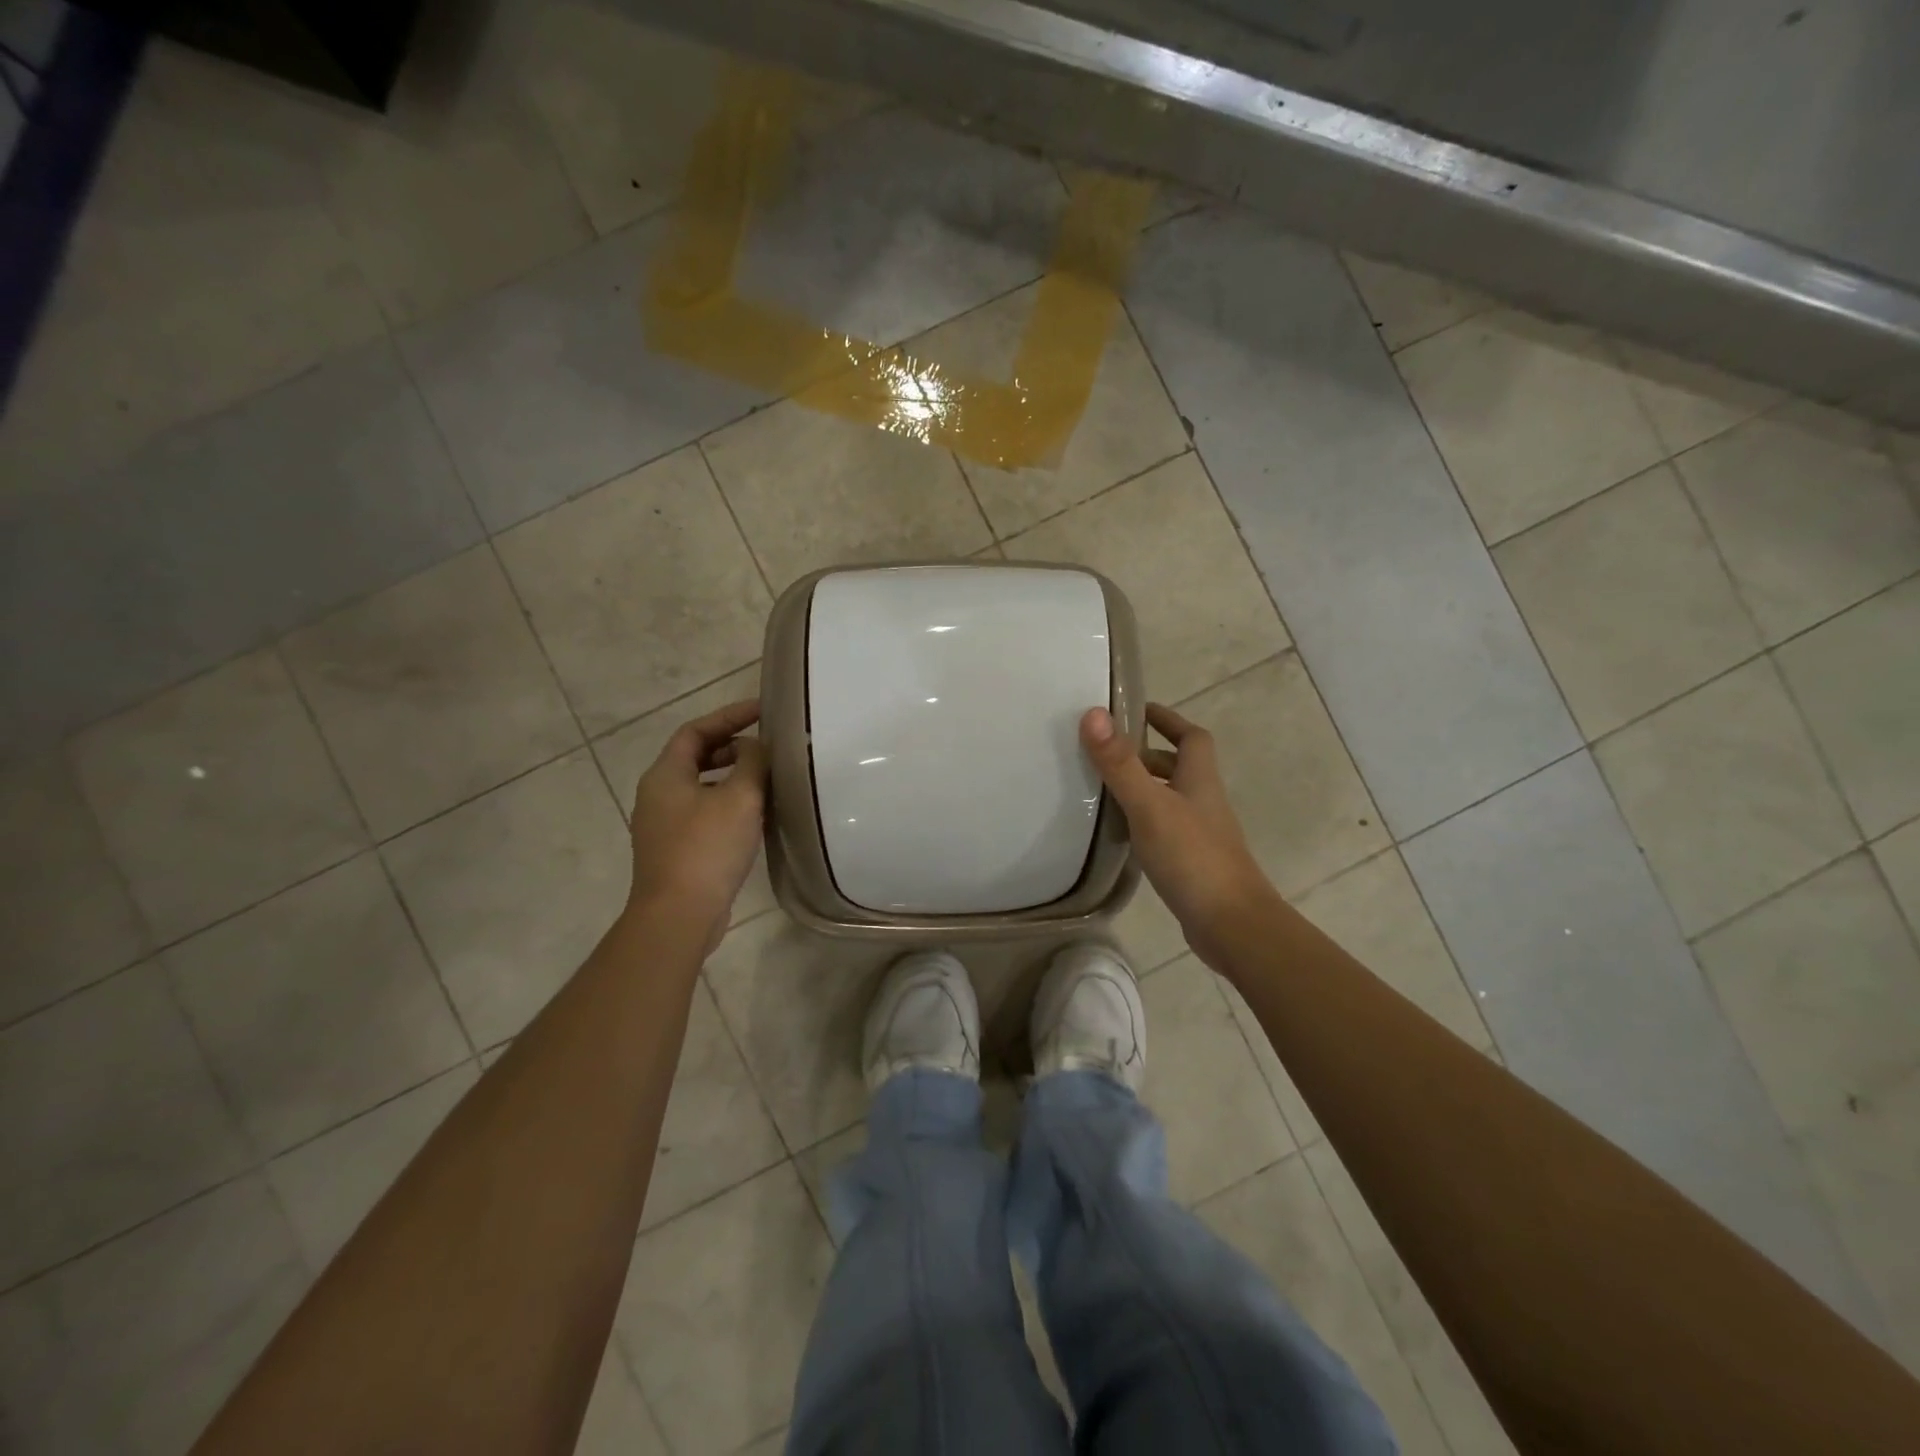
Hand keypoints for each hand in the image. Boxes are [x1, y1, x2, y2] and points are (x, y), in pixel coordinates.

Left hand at [626, 698, 767, 949]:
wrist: (678, 915)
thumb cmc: (707, 848)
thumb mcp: (740, 797)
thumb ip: (752, 762)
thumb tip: (756, 746)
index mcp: (665, 774)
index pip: (696, 730)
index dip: (729, 715)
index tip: (762, 709)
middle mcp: (657, 794)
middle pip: (695, 756)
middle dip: (731, 745)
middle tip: (767, 745)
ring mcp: (663, 824)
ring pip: (700, 786)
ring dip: (732, 776)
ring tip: (766, 777)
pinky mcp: (675, 850)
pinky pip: (703, 812)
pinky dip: (727, 802)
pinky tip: (754, 816)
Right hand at [1081, 703, 1278, 971]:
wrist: (1231, 924)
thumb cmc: (1193, 857)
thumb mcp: (1150, 806)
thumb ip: (1121, 764)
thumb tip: (1094, 713)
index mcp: (1199, 780)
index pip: (1191, 737)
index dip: (1168, 719)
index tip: (1136, 710)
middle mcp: (1204, 802)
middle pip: (1179, 767)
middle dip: (1147, 754)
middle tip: (1107, 752)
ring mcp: (1201, 834)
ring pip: (1170, 799)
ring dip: (1143, 788)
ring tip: (1103, 789)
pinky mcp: (1192, 863)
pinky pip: (1165, 829)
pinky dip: (1144, 822)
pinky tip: (1121, 834)